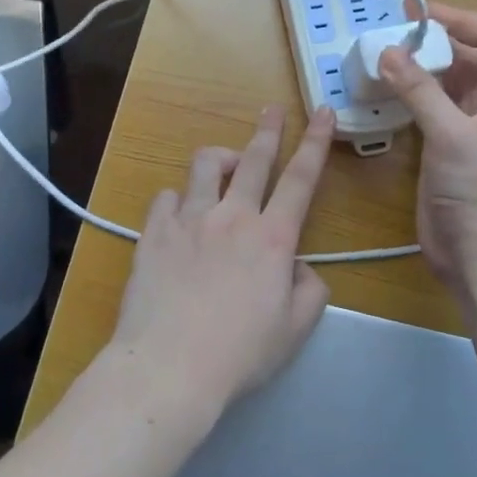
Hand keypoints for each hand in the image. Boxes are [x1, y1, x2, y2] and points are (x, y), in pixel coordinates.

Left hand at [105, 105, 335, 417]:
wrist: (170, 367)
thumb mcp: (295, 329)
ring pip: (205, 166)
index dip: (316, 142)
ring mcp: (189, 219)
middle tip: (272, 110)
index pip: (301, 179)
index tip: (323, 112)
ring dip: (220, 158)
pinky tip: (180, 213)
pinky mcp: (154, 232)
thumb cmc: (240, 353)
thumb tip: (299, 267)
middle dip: (268, 130)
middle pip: (254, 158)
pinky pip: (166, 196)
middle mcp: (232, 216)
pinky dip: (178, 198)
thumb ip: (310, 291)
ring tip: (225, 164)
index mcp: (272, 238)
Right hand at [378, 5, 476, 298]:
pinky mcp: (440, 147)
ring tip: (376, 56)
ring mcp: (463, 126)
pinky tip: (377, 92)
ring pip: (440, 82)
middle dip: (429, 40)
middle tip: (386, 32)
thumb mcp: (451, 135)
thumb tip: (387, 50)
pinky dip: (403, 95)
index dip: (460, 19)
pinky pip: (423, 108)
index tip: (417, 16)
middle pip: (463, 55)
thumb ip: (419, 91)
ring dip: (413, 67)